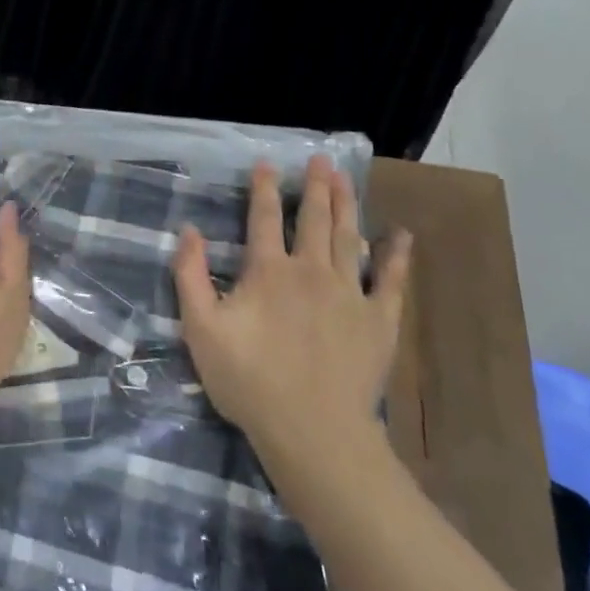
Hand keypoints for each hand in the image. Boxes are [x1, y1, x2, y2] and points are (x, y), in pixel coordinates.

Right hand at [173, 155, 410, 458]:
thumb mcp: (201, 329)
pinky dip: (395, 256)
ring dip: (347, 205)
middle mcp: (310, 271)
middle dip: (315, 186)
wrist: (312, 430)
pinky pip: (390, 280)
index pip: (264, 218)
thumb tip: (189, 231)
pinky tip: (400, 235)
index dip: (264, 188)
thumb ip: (191, 276)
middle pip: (314, 219)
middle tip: (320, 160)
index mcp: (268, 271)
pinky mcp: (378, 320)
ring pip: (348, 238)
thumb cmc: (249, 380)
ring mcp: (349, 294)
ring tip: (346, 179)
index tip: (267, 163)